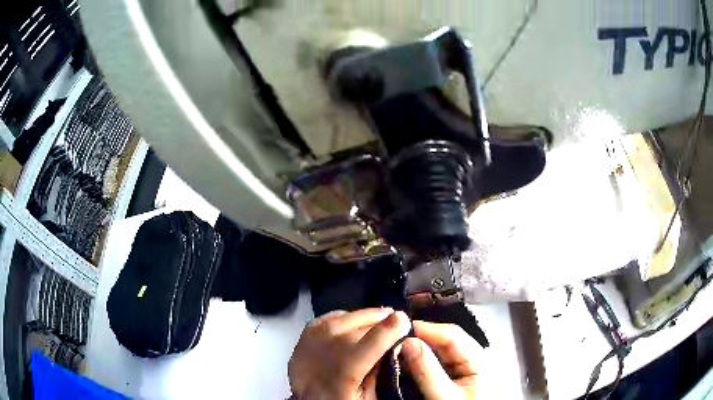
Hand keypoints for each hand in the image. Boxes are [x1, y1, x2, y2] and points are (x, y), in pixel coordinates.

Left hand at [289, 308, 410, 399]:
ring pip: (345, 317)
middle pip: (359, 324)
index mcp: (346, 370)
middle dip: (380, 319)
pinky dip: (345, 317)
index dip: (392, 327)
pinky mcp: (304, 335)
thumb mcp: (367, 396)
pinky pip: (330, 317)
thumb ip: (380, 372)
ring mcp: (312, 339)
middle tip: (395, 318)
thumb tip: (394, 346)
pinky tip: (354, 321)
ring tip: (378, 317)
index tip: (405, 320)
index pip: (374, 340)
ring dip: (364, 316)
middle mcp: (327, 350)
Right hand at [401, 321, 482, 399]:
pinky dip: (419, 361)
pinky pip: (435, 363)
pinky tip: (404, 362)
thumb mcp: (443, 397)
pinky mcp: (454, 378)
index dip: (426, 329)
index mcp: (481, 360)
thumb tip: (407, 342)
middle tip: (391, 339)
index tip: (398, 329)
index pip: (452, 335)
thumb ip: (427, 371)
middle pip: (445, 340)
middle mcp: (474, 360)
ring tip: (394, 349)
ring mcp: (464, 369)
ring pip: (438, 351)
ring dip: (417, 349)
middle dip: (419, 338)